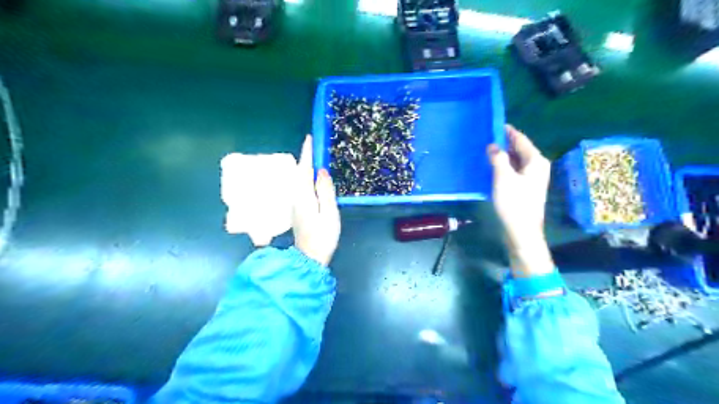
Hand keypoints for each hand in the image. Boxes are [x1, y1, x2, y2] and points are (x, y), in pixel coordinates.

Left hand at [293, 136, 339, 267]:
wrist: (310, 257)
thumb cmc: (323, 236)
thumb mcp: (329, 213)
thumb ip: (325, 191)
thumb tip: (322, 171)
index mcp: (304, 196)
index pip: (305, 169)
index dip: (308, 153)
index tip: (310, 138)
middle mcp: (296, 196)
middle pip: (300, 172)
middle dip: (306, 157)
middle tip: (316, 145)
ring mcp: (295, 203)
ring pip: (300, 179)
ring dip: (306, 166)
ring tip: (316, 157)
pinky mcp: (298, 209)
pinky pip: (301, 186)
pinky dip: (306, 177)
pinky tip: (313, 177)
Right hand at [489, 124, 554, 276]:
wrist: (521, 231)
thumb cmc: (514, 204)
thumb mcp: (503, 178)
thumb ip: (498, 158)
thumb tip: (493, 145)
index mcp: (535, 161)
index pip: (520, 139)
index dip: (507, 131)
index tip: (493, 123)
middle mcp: (537, 166)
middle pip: (519, 149)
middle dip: (504, 142)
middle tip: (485, 136)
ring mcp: (532, 178)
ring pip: (516, 160)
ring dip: (502, 155)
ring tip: (485, 150)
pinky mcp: (525, 187)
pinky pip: (514, 170)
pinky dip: (503, 166)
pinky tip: (491, 167)